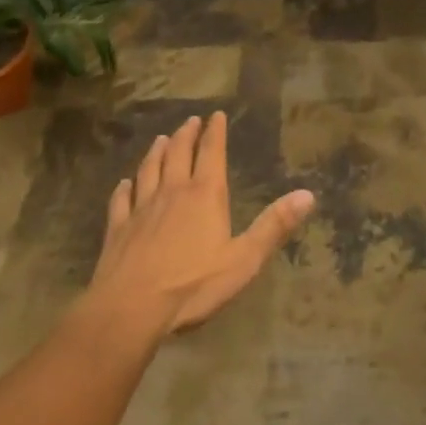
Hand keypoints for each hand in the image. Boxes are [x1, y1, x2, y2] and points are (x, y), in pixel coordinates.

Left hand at [86, 111, 314, 335]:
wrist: (130, 309)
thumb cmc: (192, 286)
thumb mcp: (244, 260)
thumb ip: (274, 226)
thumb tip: (308, 194)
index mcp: (204, 194)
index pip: (212, 153)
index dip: (215, 132)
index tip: (216, 115)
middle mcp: (172, 191)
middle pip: (178, 153)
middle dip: (186, 135)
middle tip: (190, 121)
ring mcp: (141, 208)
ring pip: (149, 169)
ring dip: (156, 152)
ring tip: (160, 139)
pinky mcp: (117, 228)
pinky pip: (121, 200)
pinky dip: (124, 188)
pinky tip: (124, 184)